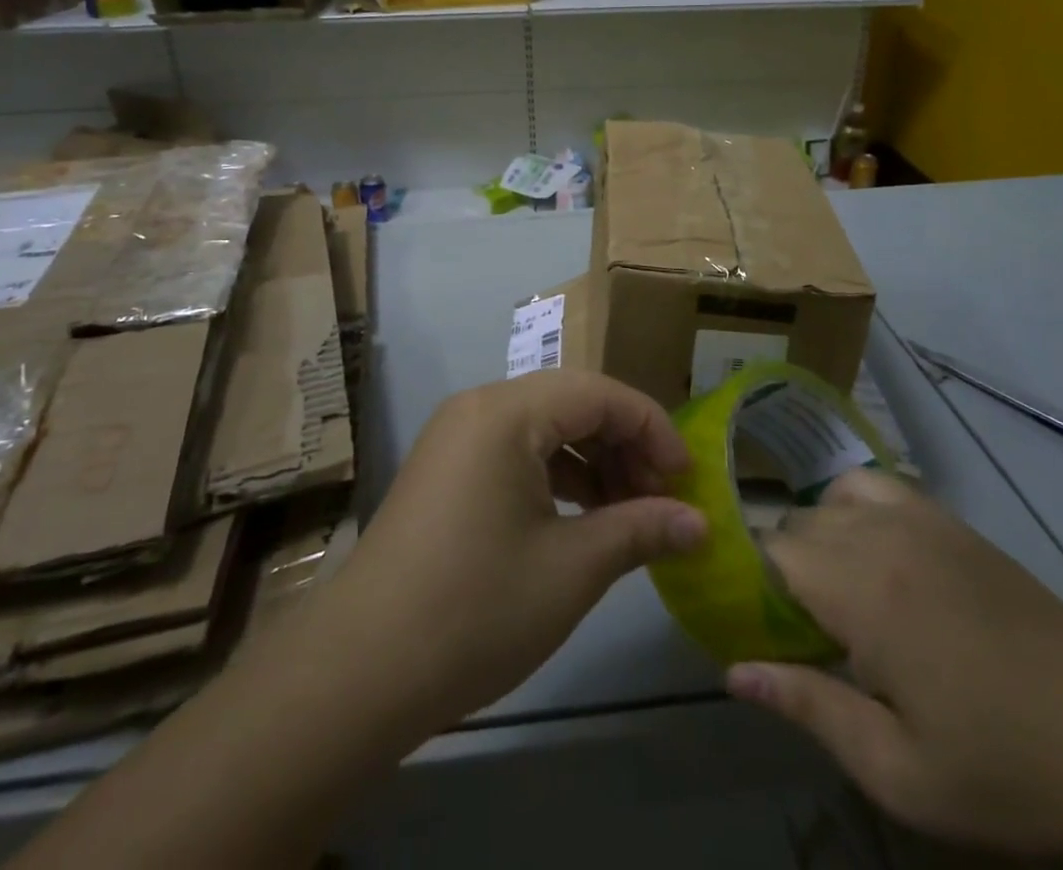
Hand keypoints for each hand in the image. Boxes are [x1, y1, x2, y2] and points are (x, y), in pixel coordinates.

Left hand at [314, 370, 706, 734]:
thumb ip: (641, 530)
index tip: (688, 479)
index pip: (600, 393)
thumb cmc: (476, 608)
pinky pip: (515, 449)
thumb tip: (700, 524)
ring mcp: (457, 436)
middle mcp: (479, 406)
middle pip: (572, 402)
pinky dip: (556, 474)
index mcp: (507, 412)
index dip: (653, 429)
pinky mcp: (446, 467)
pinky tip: (581, 516)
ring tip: (628, 511)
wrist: (362, 668)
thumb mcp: (572, 569)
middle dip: (624, 444)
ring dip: (592, 460)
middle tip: (662, 497)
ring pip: (544, 426)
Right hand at [727, 470, 1062, 863]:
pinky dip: (852, 504)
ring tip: (835, 594)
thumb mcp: (900, 771)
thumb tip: (734, 671)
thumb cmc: (1005, 767)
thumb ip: (810, 708)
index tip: (756, 625)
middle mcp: (879, 536)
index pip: (771, 552)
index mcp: (861, 593)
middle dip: (782, 569)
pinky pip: (874, 484)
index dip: (751, 582)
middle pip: (796, 524)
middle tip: (800, 630)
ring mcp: (916, 519)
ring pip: (828, 501)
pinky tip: (870, 549)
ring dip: (816, 538)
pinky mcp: (947, 519)